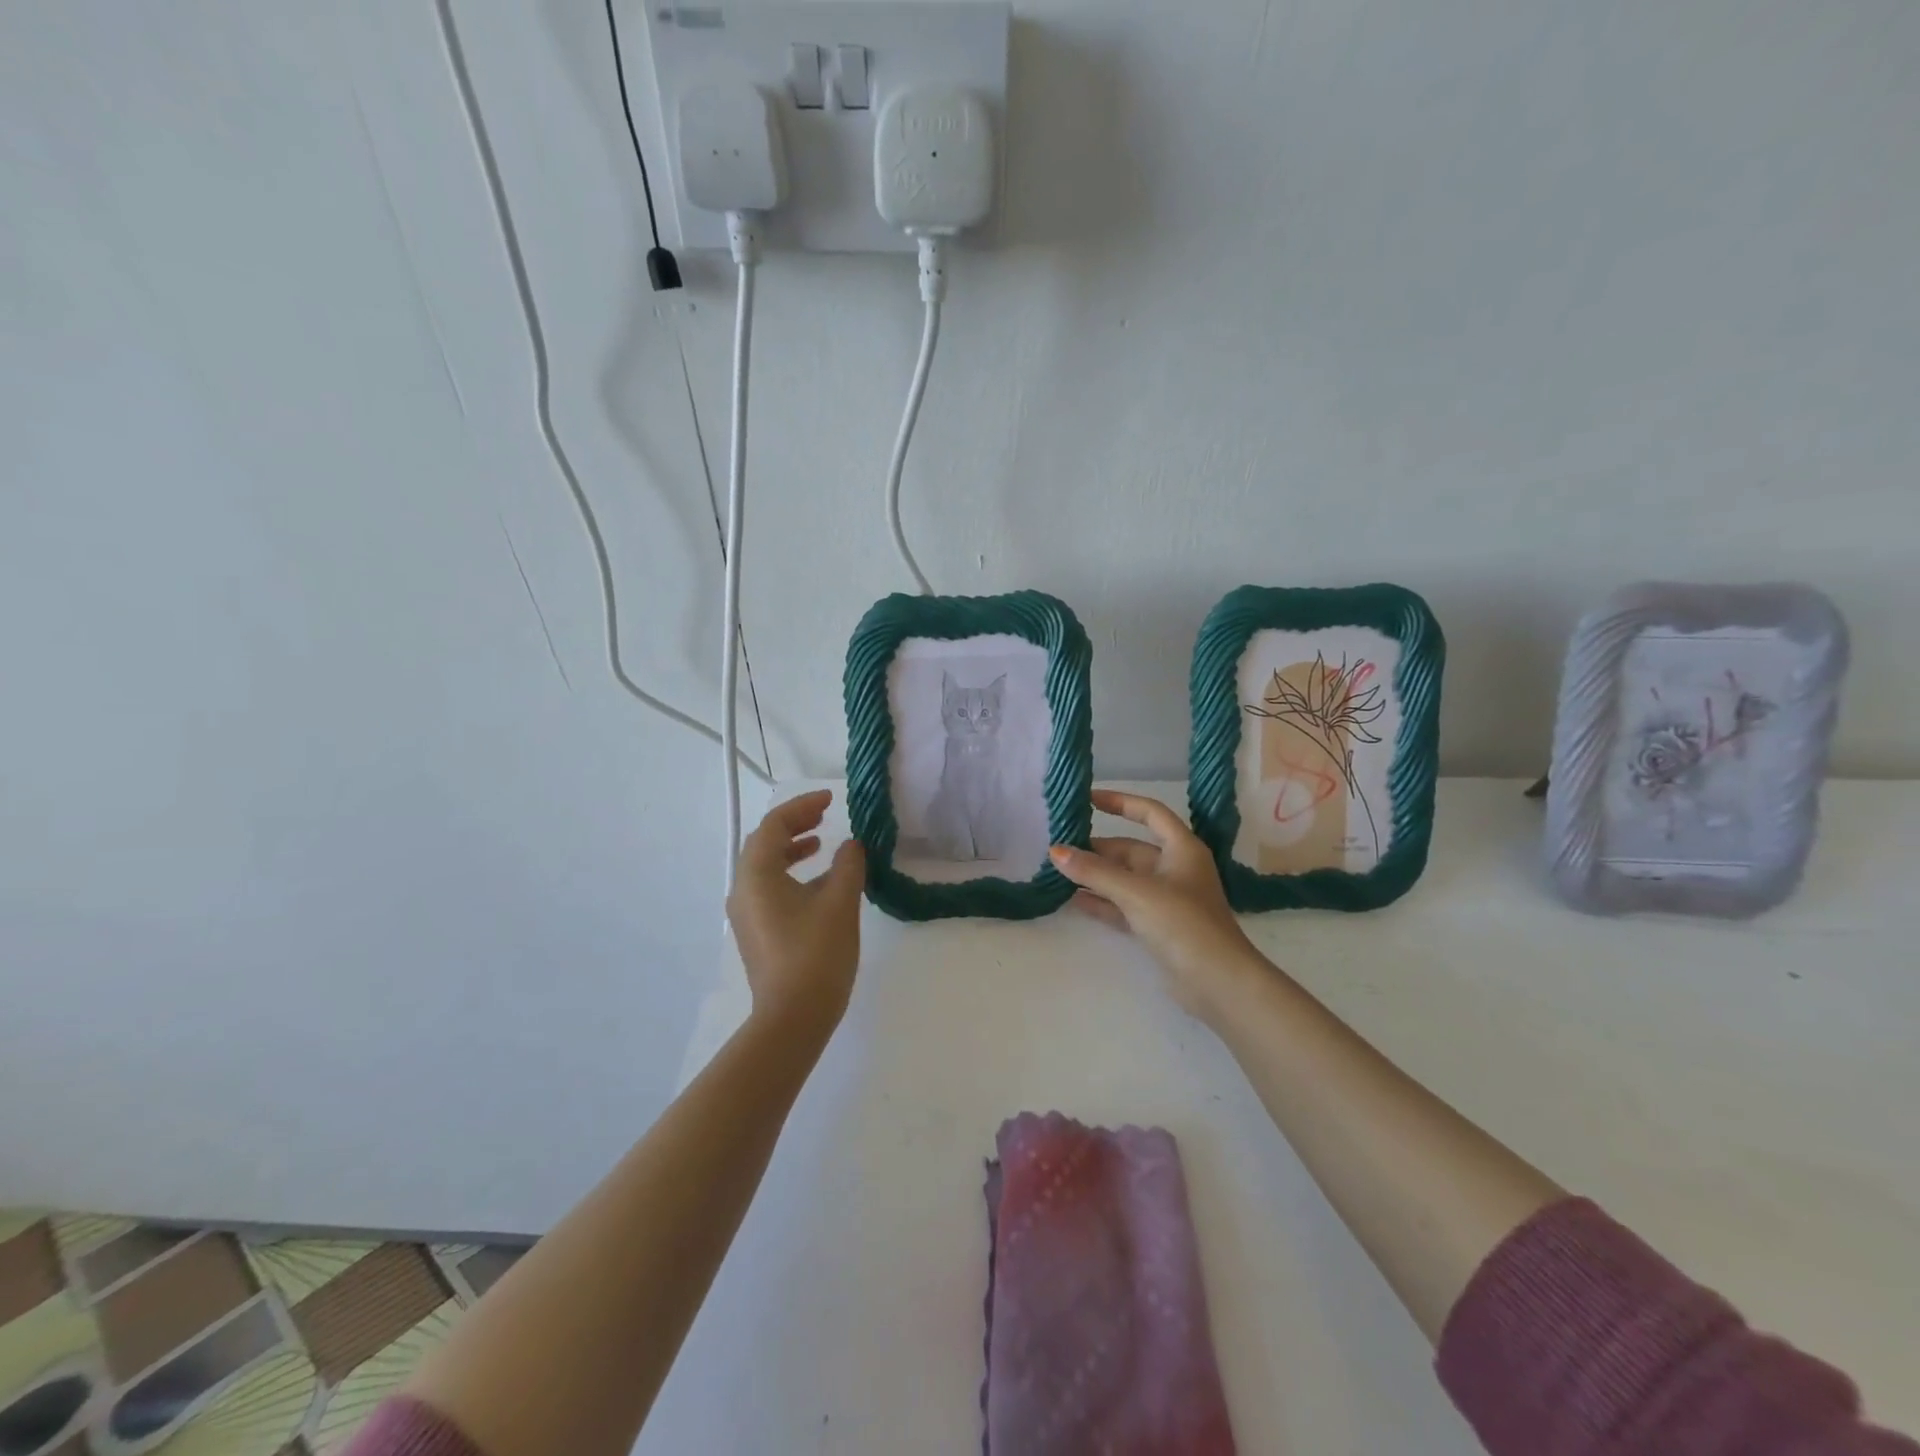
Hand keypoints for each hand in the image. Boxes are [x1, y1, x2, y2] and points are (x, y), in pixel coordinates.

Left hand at [727, 790, 865, 1037]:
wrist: (792, 1018)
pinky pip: (769, 887)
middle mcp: (743, 889)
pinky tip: (818, 883)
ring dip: (792, 848)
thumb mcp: (839, 903)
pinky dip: (790, 873)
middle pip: (764, 842)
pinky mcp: (756, 932)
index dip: (803, 805)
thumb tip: (852, 845)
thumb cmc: (816, 955)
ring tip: (821, 842)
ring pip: (765, 866)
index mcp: (757, 876)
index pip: (774, 825)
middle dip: (794, 823)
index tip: (832, 799)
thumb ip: (848, 865)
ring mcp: (746, 913)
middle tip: (824, 814)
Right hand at [1049, 789, 1261, 1020]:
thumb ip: (1095, 871)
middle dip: (1097, 848)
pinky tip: (1073, 900)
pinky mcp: (1158, 927)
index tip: (1088, 799)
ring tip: (1059, 872)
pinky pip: (1123, 906)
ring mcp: (1167, 900)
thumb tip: (1056, 851)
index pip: (1150, 812)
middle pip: (1131, 849)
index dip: (1120, 802)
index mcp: (1181, 848)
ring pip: (1124, 879)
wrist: (1217, 983)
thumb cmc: (1183, 924)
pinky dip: (1101, 902)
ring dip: (1095, 876)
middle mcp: (1175, 869)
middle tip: (1060, 848)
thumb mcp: (1136, 892)